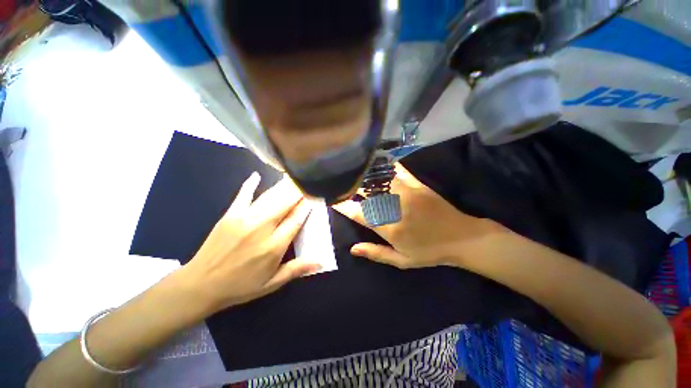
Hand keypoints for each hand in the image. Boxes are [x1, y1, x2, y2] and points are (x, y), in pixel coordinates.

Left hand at [180, 173, 320, 311]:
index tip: (314, 196)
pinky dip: (250, 184)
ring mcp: (245, 218)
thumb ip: (296, 269)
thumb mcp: (272, 283)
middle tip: (307, 184)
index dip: (307, 206)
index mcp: (274, 246)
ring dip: (283, 187)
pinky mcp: (230, 214)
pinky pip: (243, 195)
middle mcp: (262, 228)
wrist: (201, 285)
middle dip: (298, 192)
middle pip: (285, 204)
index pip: (296, 219)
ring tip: (293, 179)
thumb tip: (320, 262)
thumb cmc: (240, 286)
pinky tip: (256, 175)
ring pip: (269, 197)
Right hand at [333, 164, 500, 268]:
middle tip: (340, 182)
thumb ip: (376, 254)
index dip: (343, 205)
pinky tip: (377, 161)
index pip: (359, 213)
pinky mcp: (418, 185)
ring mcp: (407, 193)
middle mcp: (395, 207)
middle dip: (350, 186)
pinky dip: (386, 166)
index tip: (333, 199)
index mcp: (389, 228)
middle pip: (366, 192)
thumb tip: (353, 249)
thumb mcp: (402, 260)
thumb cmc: (430, 252)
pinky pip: (398, 171)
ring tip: (353, 170)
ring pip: (379, 179)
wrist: (462, 238)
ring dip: (364, 175)